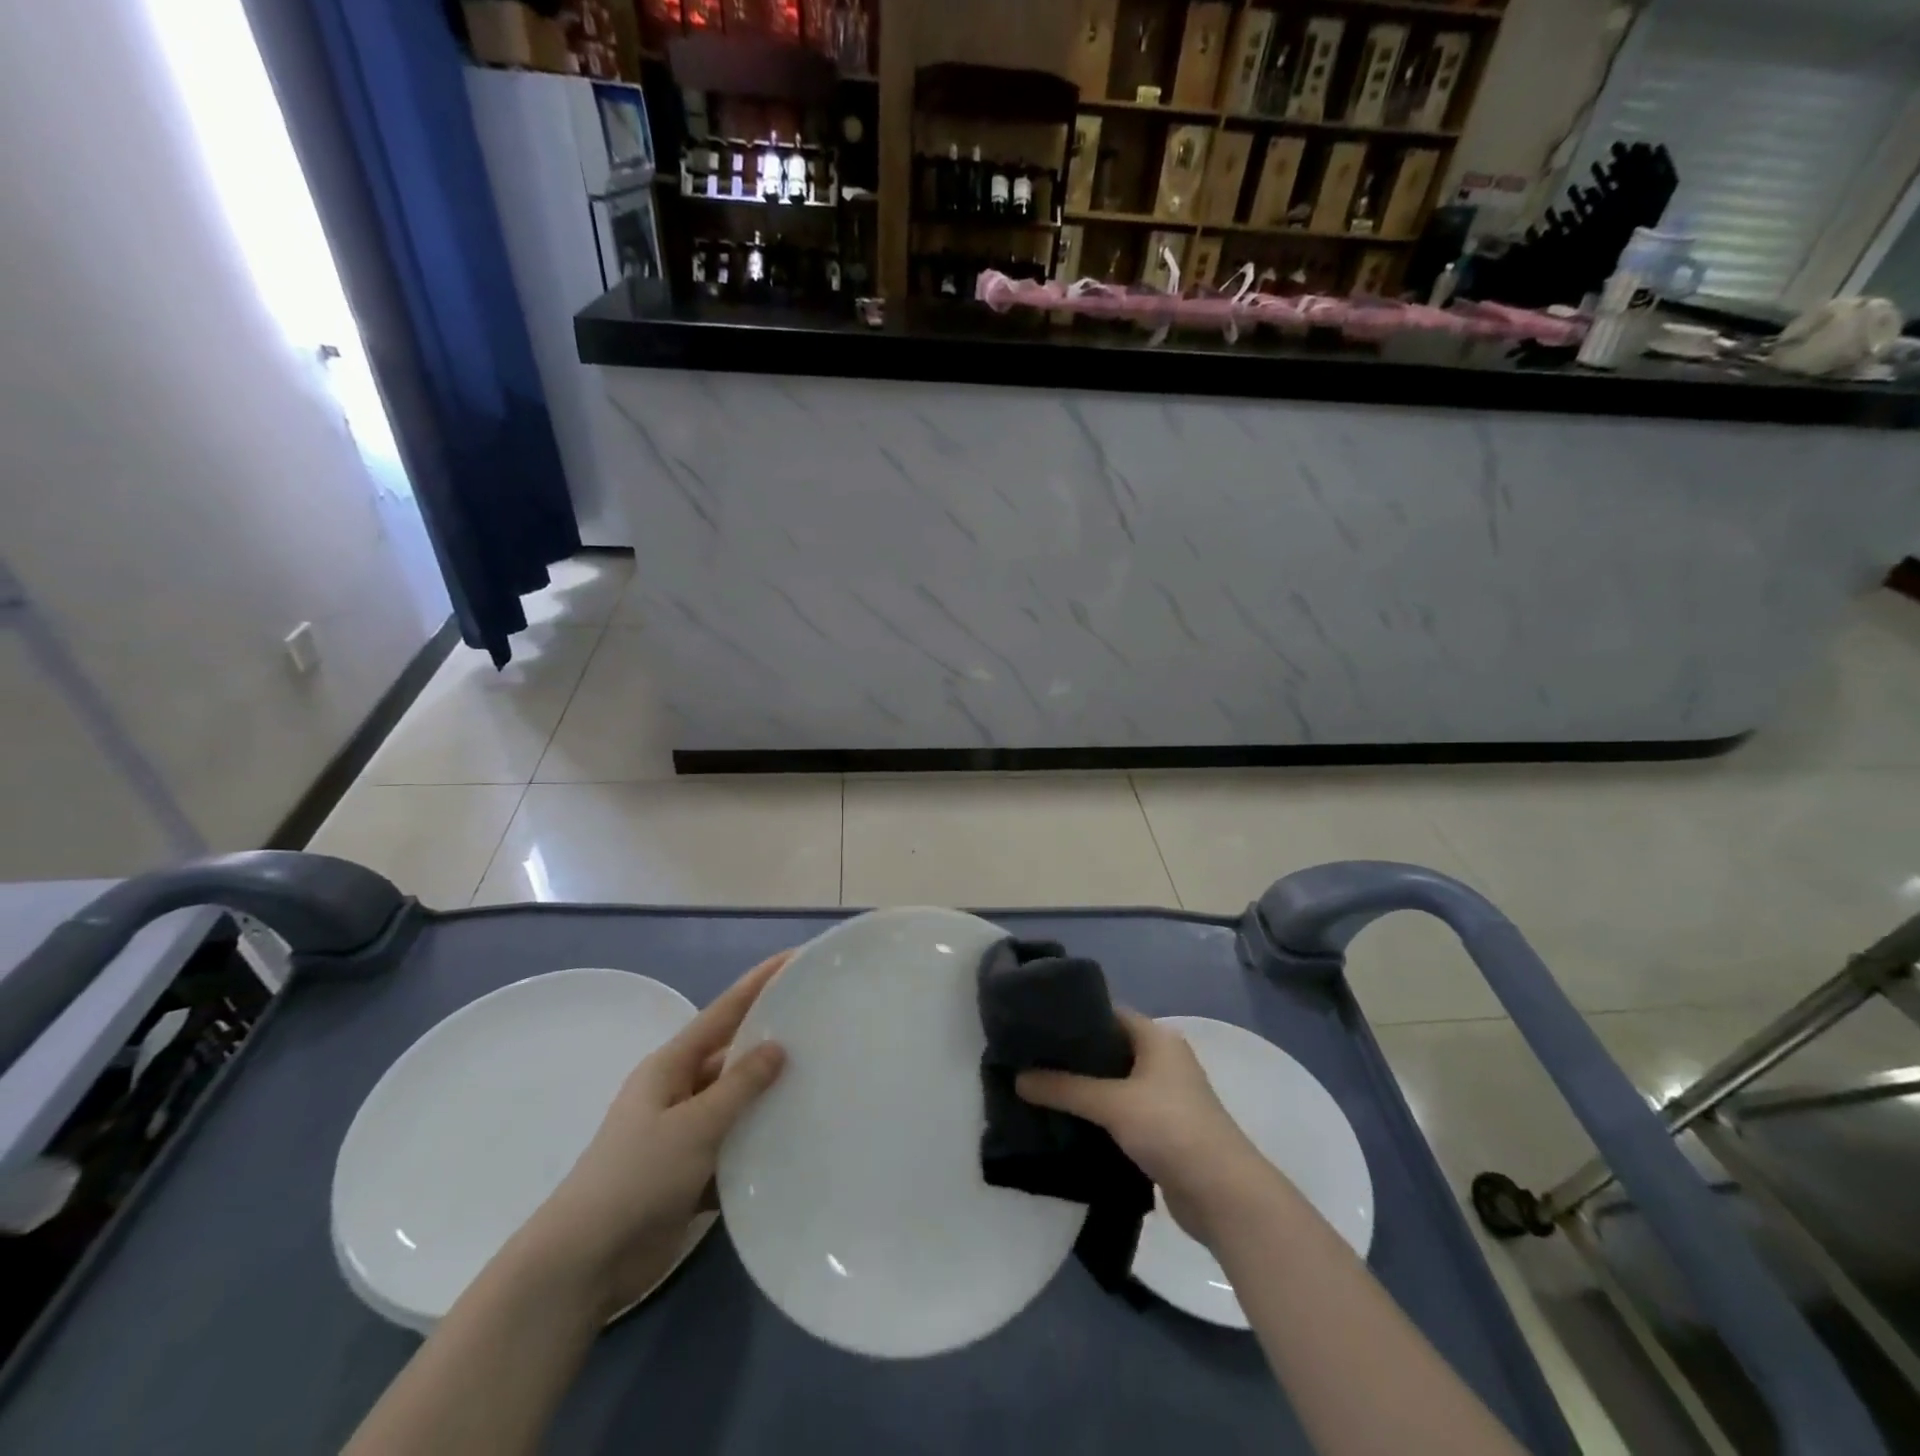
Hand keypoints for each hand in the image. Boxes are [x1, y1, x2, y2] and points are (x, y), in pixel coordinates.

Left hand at [519, 951, 790, 1314]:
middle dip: (773, 1038)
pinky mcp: (691, 1172)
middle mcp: (678, 1090)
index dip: (759, 982)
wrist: (584, 1264)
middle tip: (823, 1023)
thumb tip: (777, 1047)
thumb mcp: (693, 1126)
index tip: (795, 958)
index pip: (724, 1012)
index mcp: (671, 1066)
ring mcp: (684, 1133)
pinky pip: (735, 1145)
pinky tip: (798, 1140)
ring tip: (822, 1079)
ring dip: (770, 1096)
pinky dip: (760, 1142)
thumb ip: (739, 1086)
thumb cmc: (636, 1178)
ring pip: (737, 1102)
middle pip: (733, 1054)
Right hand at [1016, 1009, 1270, 1243]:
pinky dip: (1097, 1115)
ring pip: (1114, 1083)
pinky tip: (1066, 1121)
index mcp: (1157, 1038)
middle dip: (1073, 1055)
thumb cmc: (1171, 1128)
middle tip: (1030, 1058)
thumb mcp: (1112, 1103)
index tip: (1036, 1023)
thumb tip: (1018, 1078)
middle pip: (1109, 1048)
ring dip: (1084, 1088)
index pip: (1108, 1013)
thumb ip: (1064, 1088)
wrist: (1223, 1195)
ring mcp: (1164, 1097)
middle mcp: (1162, 1060)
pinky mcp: (1161, 1131)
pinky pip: (1121, 1112)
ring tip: (1040, 1087)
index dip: (1074, 1016)